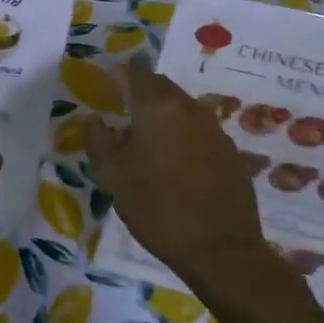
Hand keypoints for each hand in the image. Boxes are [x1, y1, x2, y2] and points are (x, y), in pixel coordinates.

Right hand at [85, 59, 280, 282]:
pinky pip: (199, 128)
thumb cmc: (157, 208)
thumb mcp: (112, 176)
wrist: (221, 250)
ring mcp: (214, 128)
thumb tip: (93, 118)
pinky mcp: (230, 150)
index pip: (132, 72)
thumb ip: (97, 139)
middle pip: (159, 84)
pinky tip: (175, 159)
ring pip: (181, 105)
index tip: (104, 88)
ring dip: (162, 111)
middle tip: (121, 109)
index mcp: (156, 106)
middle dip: (138, 90)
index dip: (115, 76)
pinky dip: (182, 131)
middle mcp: (188, 107)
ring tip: (147, 137)